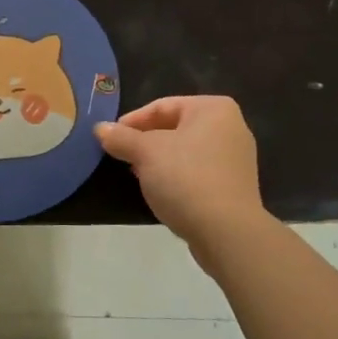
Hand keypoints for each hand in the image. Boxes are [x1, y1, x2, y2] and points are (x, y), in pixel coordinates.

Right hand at [95, 96, 267, 263]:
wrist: (227, 232)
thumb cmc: (186, 178)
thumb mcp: (146, 153)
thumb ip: (121, 137)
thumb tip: (100, 129)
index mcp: (214, 108)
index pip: (162, 106)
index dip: (132, 121)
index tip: (110, 138)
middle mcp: (231, 127)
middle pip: (175, 127)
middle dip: (146, 141)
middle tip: (122, 156)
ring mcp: (236, 158)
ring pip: (186, 151)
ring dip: (160, 161)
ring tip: (137, 175)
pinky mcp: (235, 186)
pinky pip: (198, 172)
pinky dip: (178, 177)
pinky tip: (161, 192)